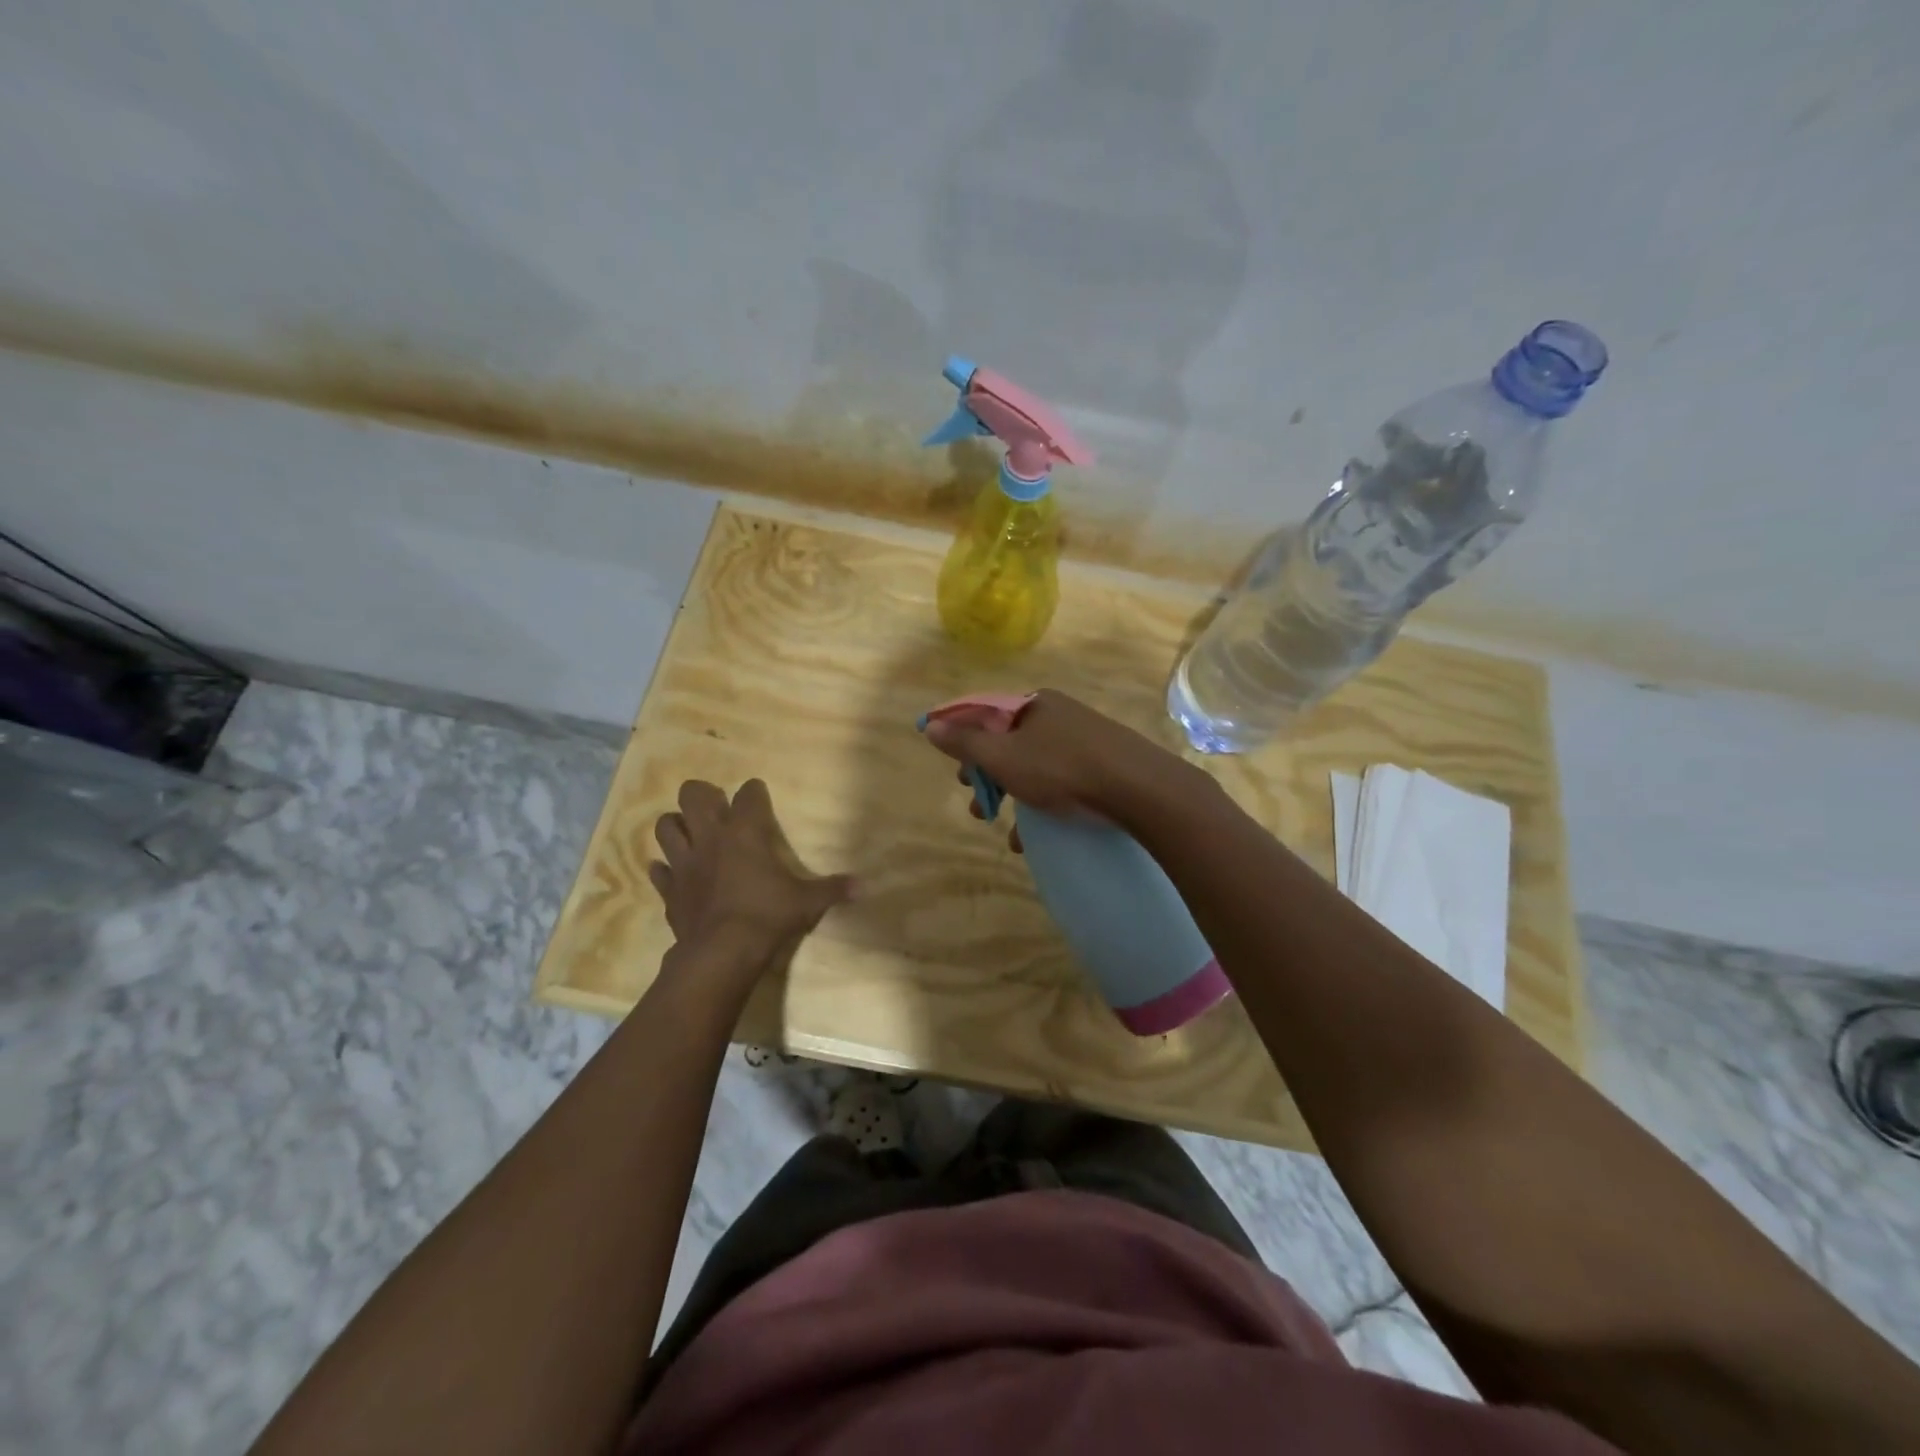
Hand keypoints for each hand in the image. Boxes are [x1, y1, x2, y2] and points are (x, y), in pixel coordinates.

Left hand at [649, 779, 853, 960]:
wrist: (722, 952)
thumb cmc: (767, 915)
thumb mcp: (807, 902)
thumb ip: (833, 889)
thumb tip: (865, 886)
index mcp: (745, 832)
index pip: (748, 794)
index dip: (754, 792)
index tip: (758, 795)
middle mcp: (710, 837)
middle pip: (693, 796)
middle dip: (701, 795)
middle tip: (715, 807)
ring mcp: (685, 862)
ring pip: (665, 826)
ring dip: (676, 826)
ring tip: (689, 833)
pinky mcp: (669, 889)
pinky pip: (658, 871)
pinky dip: (664, 869)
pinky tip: (673, 872)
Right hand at [921, 690, 1191, 835]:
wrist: (1141, 789)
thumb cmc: (1062, 769)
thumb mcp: (1004, 757)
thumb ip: (966, 742)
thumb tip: (931, 725)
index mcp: (1034, 705)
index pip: (985, 713)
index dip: (962, 739)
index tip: (951, 769)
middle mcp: (1060, 715)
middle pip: (1010, 742)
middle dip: (988, 776)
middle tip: (976, 803)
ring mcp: (1086, 739)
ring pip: (1036, 766)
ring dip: (1014, 795)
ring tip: (1002, 827)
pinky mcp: (1106, 765)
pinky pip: (1063, 781)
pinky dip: (1043, 805)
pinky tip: (1034, 837)